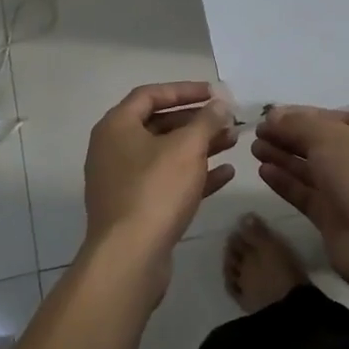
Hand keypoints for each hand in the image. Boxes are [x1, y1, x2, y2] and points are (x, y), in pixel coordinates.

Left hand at [83, 82, 238, 297]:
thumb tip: (220, 102)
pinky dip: (195, 175)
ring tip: (233, 141)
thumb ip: (207, 120)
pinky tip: (226, 173)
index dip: (184, 90)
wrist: (130, 258)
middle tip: (227, 119)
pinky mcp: (136, 209)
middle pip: (160, 124)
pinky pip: (168, 182)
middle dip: (197, 121)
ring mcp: (124, 181)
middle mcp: (114, 150)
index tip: (214, 93)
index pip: (150, 94)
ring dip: (200, 146)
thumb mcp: (187, 147)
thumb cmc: (156, 190)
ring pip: (167, 154)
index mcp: (117, 127)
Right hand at [252, 106, 348, 292]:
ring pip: (312, 169)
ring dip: (284, 157)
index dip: (301, 116)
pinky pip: (307, 194)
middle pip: (321, 144)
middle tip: (257, 133)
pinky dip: (287, 182)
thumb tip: (271, 117)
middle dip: (289, 137)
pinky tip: (263, 171)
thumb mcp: (329, 137)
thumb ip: (297, 124)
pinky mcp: (335, 217)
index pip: (334, 118)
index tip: (271, 116)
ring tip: (255, 149)